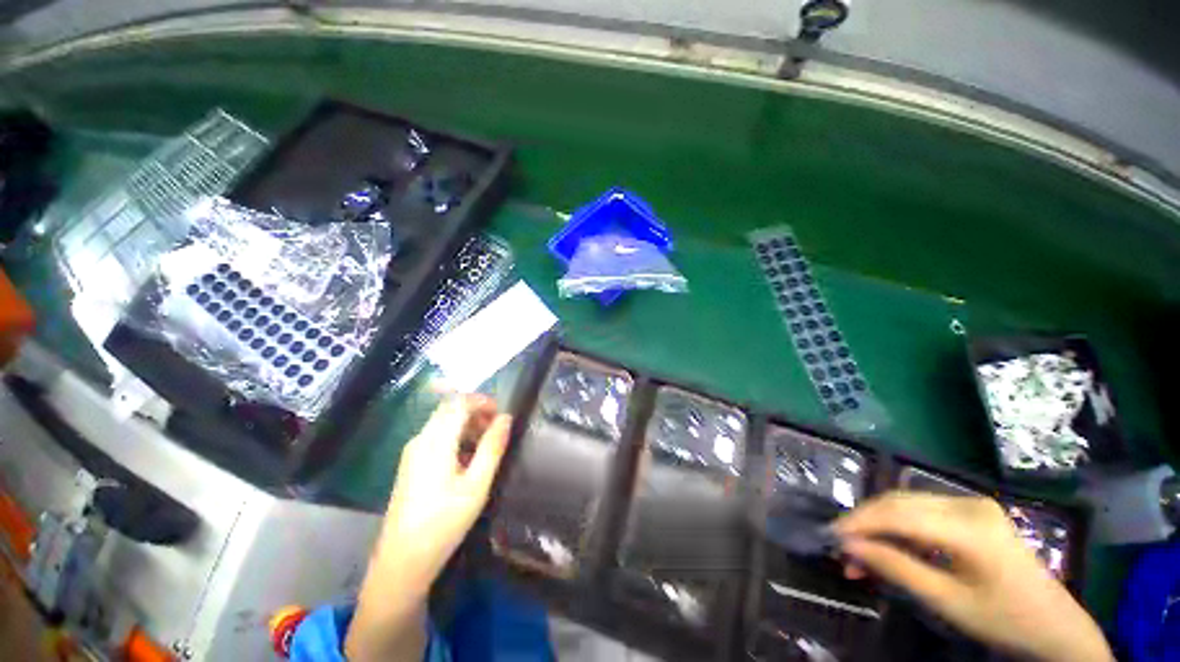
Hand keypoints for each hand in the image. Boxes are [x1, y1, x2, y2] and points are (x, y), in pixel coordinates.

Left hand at [347, 396, 510, 661]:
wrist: (402, 562)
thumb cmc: (443, 522)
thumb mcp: (476, 485)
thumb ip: (492, 447)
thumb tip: (506, 418)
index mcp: (435, 441)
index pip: (458, 402)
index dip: (483, 400)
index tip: (502, 413)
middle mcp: (421, 440)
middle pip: (449, 409)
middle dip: (476, 411)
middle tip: (497, 429)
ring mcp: (413, 452)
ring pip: (443, 422)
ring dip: (467, 424)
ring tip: (487, 444)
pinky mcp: (411, 464)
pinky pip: (436, 437)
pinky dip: (456, 436)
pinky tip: (468, 459)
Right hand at [835, 492, 1111, 661]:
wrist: (1055, 625)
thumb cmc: (1004, 620)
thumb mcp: (948, 602)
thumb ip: (897, 569)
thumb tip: (849, 548)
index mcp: (970, 526)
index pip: (898, 513)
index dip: (859, 523)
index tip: (830, 537)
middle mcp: (967, 503)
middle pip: (898, 502)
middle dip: (865, 524)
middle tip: (843, 550)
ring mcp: (971, 503)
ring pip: (906, 503)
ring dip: (878, 525)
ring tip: (860, 553)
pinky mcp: (971, 511)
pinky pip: (922, 511)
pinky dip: (898, 526)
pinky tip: (889, 546)